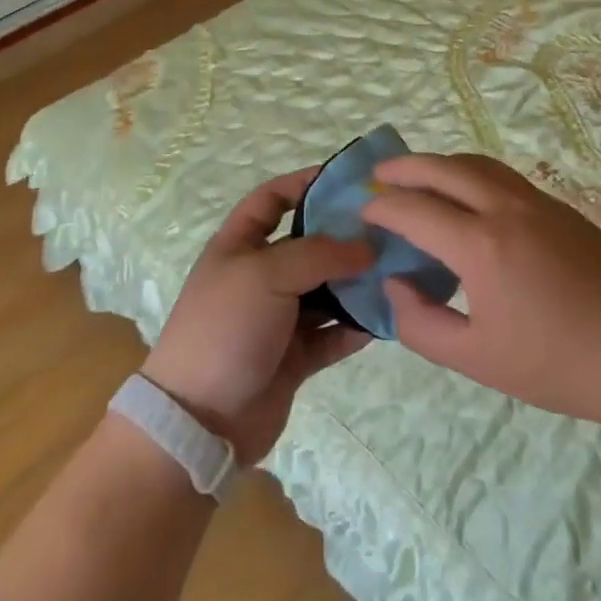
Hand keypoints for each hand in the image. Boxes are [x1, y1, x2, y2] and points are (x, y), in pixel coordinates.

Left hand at [141, 168, 374, 462]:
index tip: (347, 180)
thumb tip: (367, 247)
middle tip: (390, 230)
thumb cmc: (226, 327)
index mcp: (239, 246)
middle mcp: (259, 277)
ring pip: (325, 292)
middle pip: (308, 246)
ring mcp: (277, 319)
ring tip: (399, 272)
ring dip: (356, 284)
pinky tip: (387, 317)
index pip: (271, 199)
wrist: (200, 420)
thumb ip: (319, 254)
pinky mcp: (294, 357)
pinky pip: (332, 335)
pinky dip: (356, 327)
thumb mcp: (266, 274)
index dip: (303, 184)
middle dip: (344, 238)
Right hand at [364, 153, 600, 424]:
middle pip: (443, 168)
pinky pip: (503, 177)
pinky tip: (469, 199)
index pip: (413, 210)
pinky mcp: (561, 209)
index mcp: (480, 246)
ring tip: (419, 178)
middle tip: (379, 175)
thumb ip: (421, 324)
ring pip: (477, 164)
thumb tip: (396, 285)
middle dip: (404, 167)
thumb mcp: (477, 360)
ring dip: (440, 164)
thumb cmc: (558, 365)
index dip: (381, 207)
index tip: (363, 212)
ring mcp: (538, 203)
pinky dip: (471, 175)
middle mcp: (505, 209)